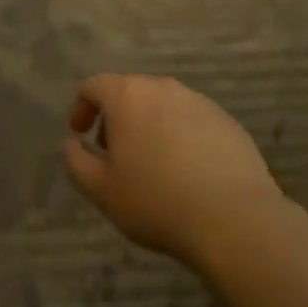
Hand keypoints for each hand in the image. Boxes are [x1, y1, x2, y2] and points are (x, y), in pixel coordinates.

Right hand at [64, 74, 285, 268]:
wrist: (234, 220)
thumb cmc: (156, 201)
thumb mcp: (101, 190)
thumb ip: (76, 161)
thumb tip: (72, 143)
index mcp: (128, 96)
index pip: (94, 86)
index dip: (81, 108)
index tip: (80, 134)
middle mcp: (163, 88)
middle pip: (130, 91)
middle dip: (116, 117)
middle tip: (114, 152)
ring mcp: (199, 102)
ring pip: (163, 105)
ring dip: (149, 125)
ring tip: (152, 164)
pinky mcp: (227, 121)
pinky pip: (192, 120)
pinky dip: (180, 136)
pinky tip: (186, 171)